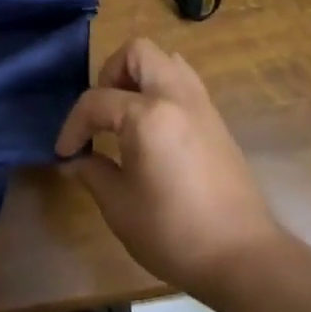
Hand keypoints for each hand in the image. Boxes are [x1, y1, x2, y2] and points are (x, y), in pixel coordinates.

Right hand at [57, 38, 281, 306]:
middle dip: (110, 74)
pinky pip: (183, 81)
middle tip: (101, 112)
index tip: (65, 152)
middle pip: (136, 53)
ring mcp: (200, 104)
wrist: (245, 258)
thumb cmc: (175, 233)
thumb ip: (92, 173)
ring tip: (126, 112)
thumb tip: (75, 160)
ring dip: (139, 76)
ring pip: (165, 60)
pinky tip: (153, 126)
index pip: (96, 102)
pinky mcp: (216, 120)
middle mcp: (175, 96)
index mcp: (147, 115)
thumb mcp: (120, 208)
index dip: (74, 125)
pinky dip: (161, 89)